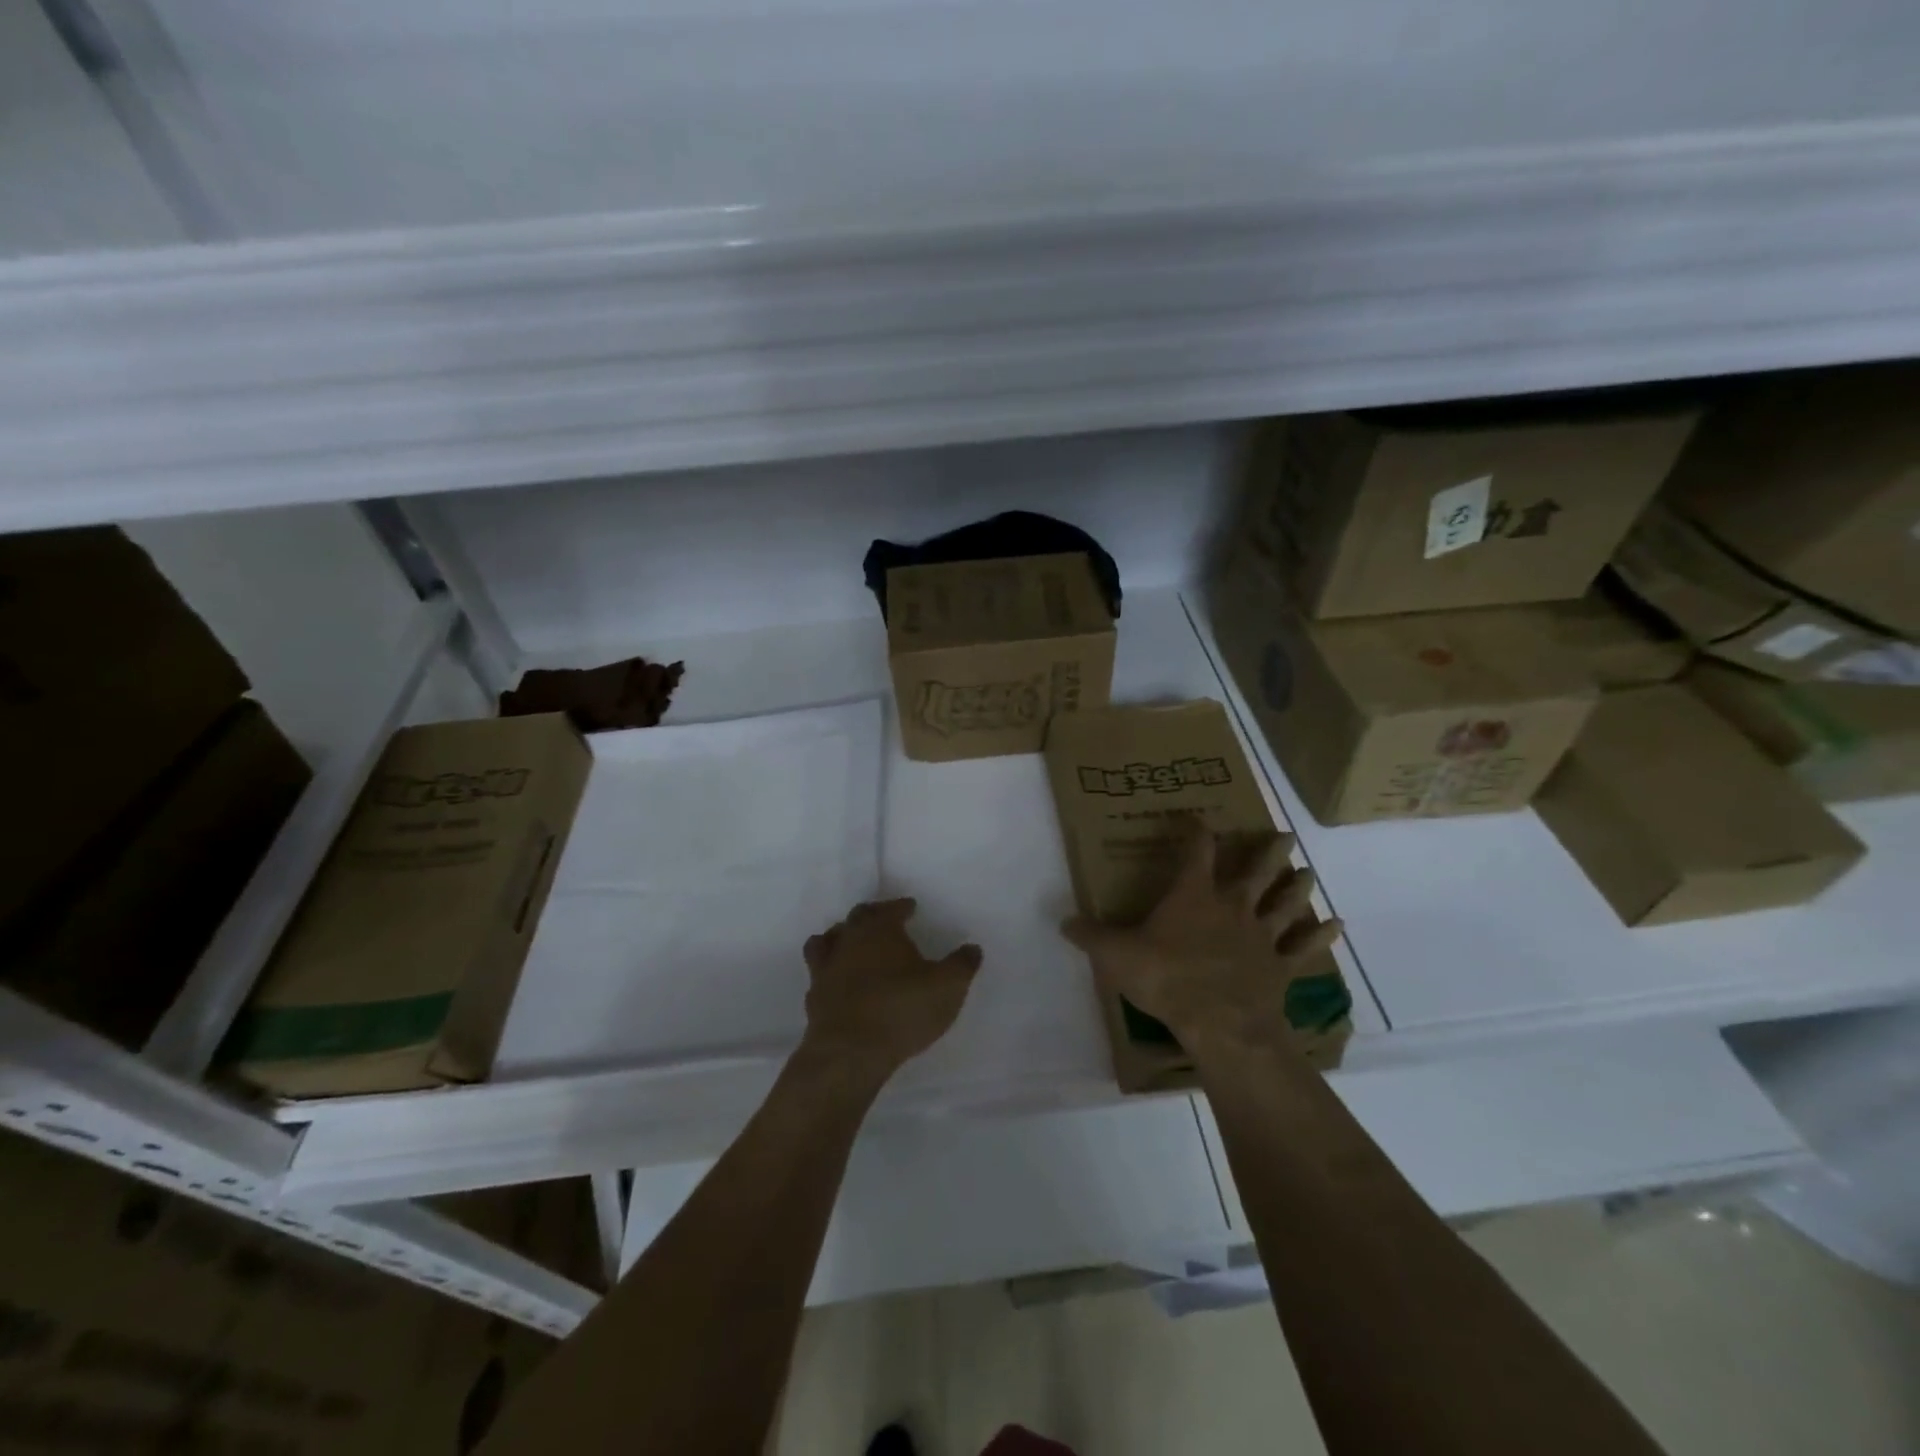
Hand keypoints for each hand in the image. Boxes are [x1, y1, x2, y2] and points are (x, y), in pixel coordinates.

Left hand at [800, 899, 982, 1080]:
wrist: (849, 1053)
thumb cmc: (901, 1009)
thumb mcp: (947, 987)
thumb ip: (962, 965)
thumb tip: (972, 948)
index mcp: (879, 930)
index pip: (890, 909)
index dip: (901, 906)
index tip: (910, 907)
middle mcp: (848, 941)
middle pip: (857, 918)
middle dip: (872, 915)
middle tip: (884, 919)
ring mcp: (825, 969)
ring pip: (827, 941)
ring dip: (840, 938)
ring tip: (852, 944)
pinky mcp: (814, 999)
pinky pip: (819, 975)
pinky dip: (830, 973)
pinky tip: (839, 984)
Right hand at [1061, 818, 1340, 1054]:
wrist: (1221, 1023)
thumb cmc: (1167, 978)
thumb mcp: (1116, 955)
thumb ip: (1091, 936)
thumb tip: (1063, 922)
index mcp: (1194, 895)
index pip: (1196, 850)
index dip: (1195, 830)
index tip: (1194, 816)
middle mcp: (1232, 905)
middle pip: (1256, 870)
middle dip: (1268, 852)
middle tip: (1284, 835)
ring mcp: (1261, 935)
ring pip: (1285, 902)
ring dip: (1298, 886)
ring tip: (1309, 871)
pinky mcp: (1280, 966)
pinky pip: (1304, 947)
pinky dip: (1320, 935)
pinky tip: (1336, 924)